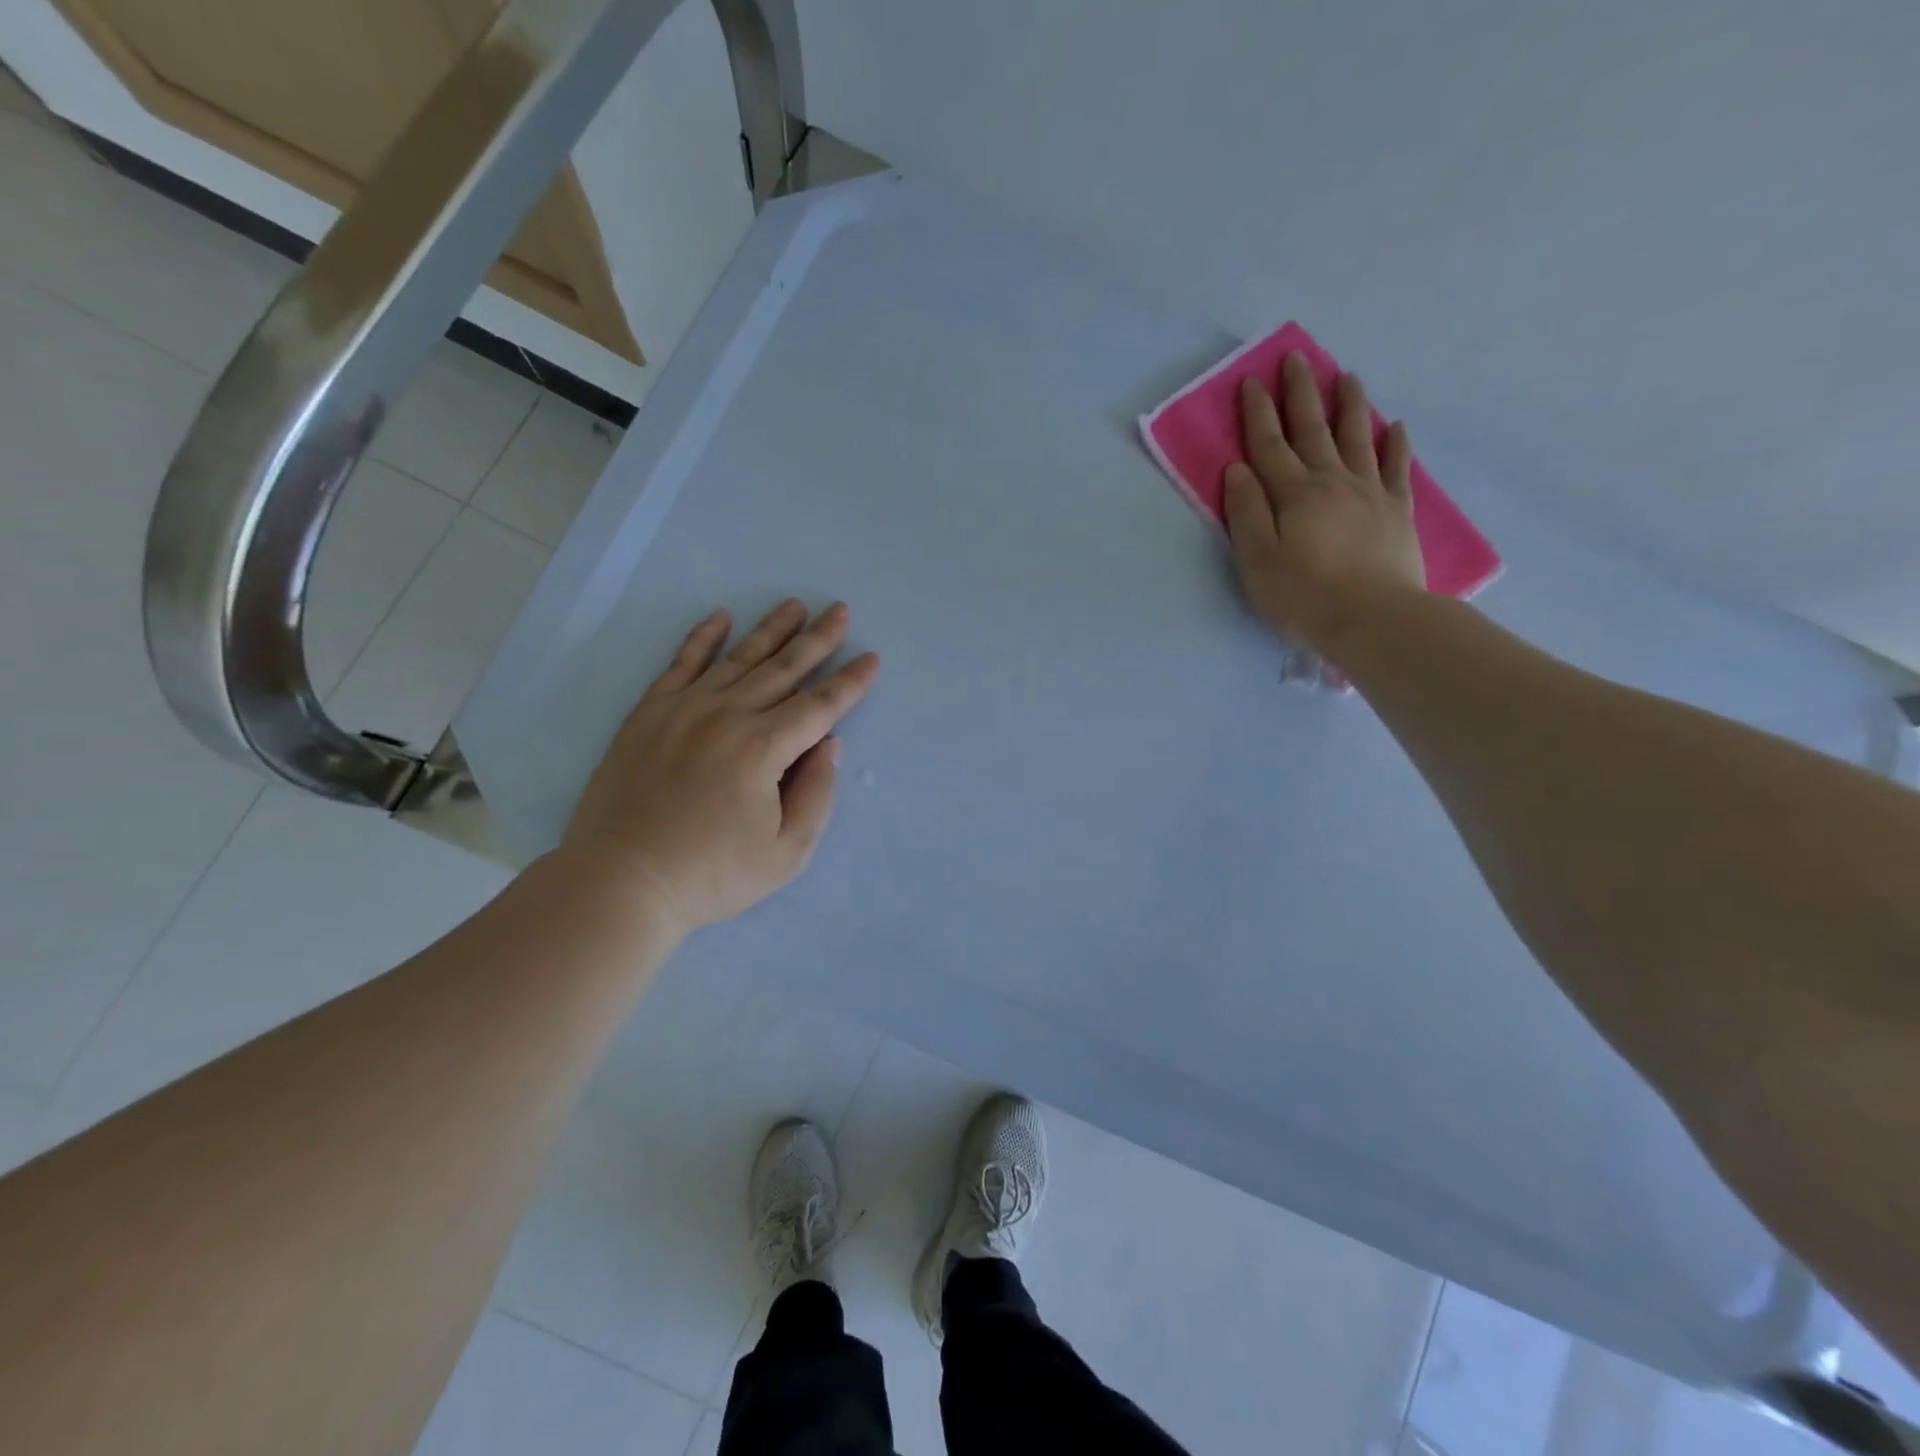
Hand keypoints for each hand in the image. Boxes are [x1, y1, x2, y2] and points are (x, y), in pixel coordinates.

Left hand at [561, 600, 879, 935]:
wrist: (622, 881)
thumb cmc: (712, 875)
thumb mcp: (786, 853)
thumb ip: (816, 795)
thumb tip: (828, 744)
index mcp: (763, 749)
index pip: (820, 706)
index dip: (850, 682)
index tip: (871, 658)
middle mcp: (727, 716)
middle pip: (783, 669)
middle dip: (817, 639)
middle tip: (839, 610)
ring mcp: (684, 710)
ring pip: (738, 658)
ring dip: (771, 630)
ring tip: (794, 605)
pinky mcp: (649, 714)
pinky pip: (680, 664)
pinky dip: (701, 638)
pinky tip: (720, 617)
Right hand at [1222, 352, 1426, 658]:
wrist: (1372, 618)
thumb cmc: (1303, 595)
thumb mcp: (1257, 560)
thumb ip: (1247, 513)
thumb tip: (1238, 469)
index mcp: (1294, 495)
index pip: (1270, 446)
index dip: (1258, 413)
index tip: (1251, 381)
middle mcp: (1332, 482)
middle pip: (1313, 430)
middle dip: (1301, 393)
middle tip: (1296, 359)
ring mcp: (1369, 493)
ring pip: (1357, 438)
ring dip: (1349, 405)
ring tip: (1346, 376)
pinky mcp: (1396, 512)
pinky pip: (1396, 468)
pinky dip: (1395, 444)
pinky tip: (1395, 426)